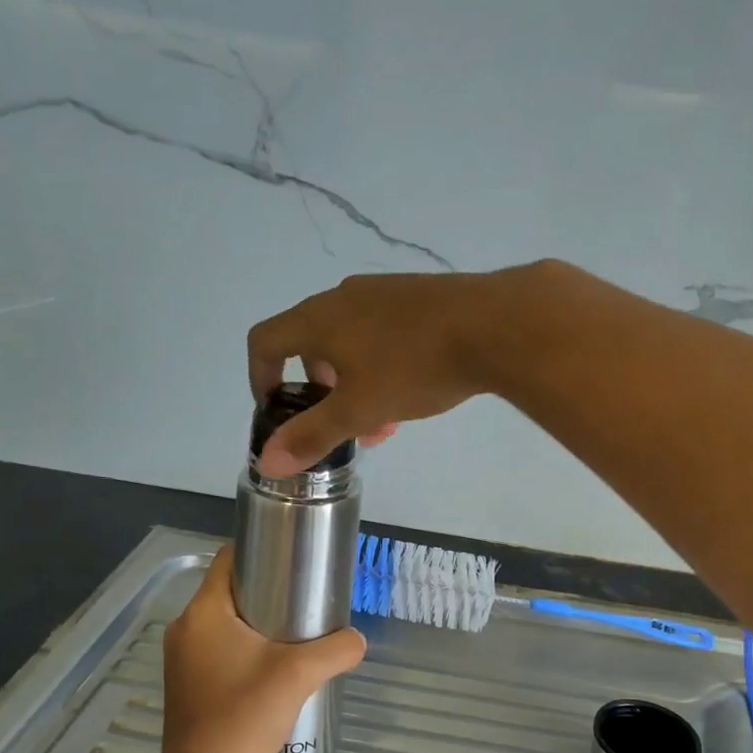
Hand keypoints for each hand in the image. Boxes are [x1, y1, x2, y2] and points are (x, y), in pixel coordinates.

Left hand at [158, 546, 366, 752]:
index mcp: (203, 612)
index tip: (295, 558)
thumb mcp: (300, 675)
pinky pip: (218, 647)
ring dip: (257, 620)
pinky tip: (272, 665)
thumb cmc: (243, 716)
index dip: (262, 549)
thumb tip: (358, 639)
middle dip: (267, 587)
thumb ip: (337, 649)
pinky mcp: (186, 682)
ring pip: (224, 621)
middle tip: (305, 596)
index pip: (229, 558)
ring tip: (296, 630)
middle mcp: (185, 628)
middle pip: (229, 590)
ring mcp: (182, 658)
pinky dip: (244, 645)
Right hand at [247, 266, 549, 476]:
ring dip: (355, 383)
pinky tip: (415, 391)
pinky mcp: (419, 295)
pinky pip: (384, 332)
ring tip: (384, 421)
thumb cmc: (414, 366)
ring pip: (352, 342)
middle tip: (342, 424)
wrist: (494, 324)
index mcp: (319, 318)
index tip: (277, 410)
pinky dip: (383, 365)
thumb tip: (266, 461)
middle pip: (311, 343)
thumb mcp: (359, 409)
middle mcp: (345, 296)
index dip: (259, 378)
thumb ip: (312, 435)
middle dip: (320, 391)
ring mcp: (384, 291)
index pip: (264, 341)